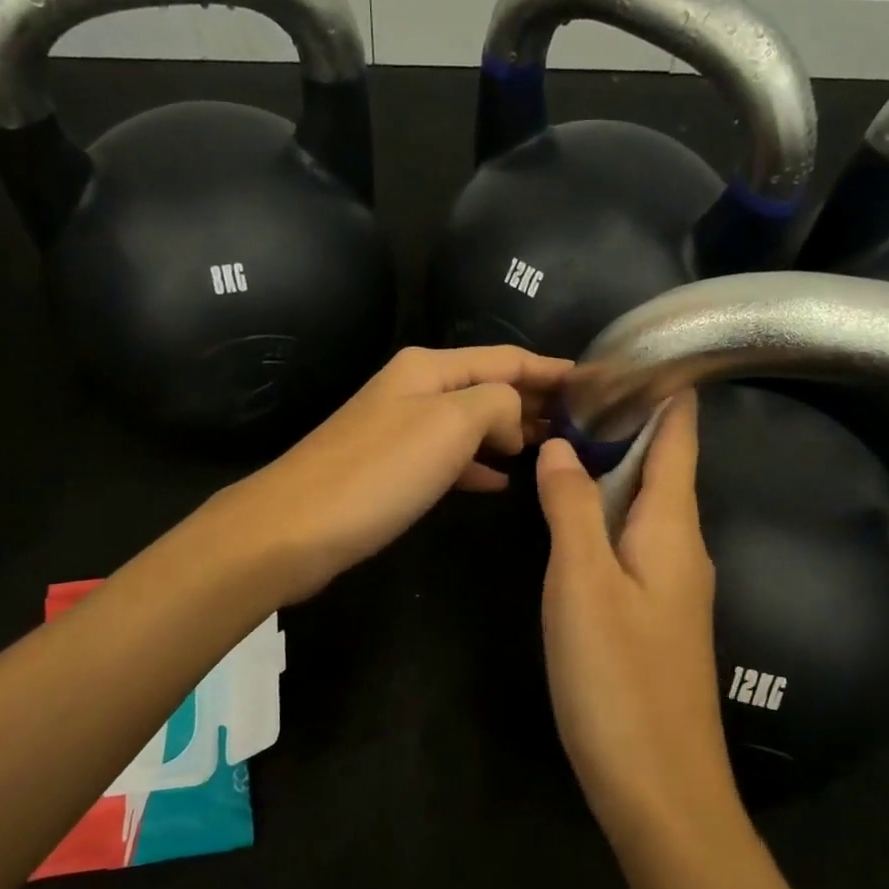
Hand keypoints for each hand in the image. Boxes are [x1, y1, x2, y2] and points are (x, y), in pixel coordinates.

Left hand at [225, 345, 570, 602]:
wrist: (293, 529)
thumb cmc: (378, 472)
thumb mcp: (450, 424)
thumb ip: (496, 405)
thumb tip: (509, 424)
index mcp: (429, 368)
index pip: (506, 359)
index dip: (552, 369)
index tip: (595, 384)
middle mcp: (414, 390)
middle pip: (488, 387)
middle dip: (534, 402)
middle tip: (583, 424)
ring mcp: (399, 430)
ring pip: (470, 424)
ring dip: (510, 433)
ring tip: (550, 450)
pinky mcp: (389, 470)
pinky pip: (448, 458)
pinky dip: (477, 466)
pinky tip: (500, 482)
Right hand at [535, 393, 739, 838]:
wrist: (658, 786)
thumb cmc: (618, 678)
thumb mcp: (582, 584)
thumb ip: (570, 509)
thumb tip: (563, 446)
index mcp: (673, 529)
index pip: (679, 439)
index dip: (665, 393)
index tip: (636, 351)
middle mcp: (682, 549)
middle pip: (662, 468)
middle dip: (628, 424)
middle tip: (575, 390)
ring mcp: (671, 586)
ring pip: (643, 507)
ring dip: (613, 468)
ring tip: (568, 436)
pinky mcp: (654, 616)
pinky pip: (632, 542)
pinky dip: (605, 513)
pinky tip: (574, 516)